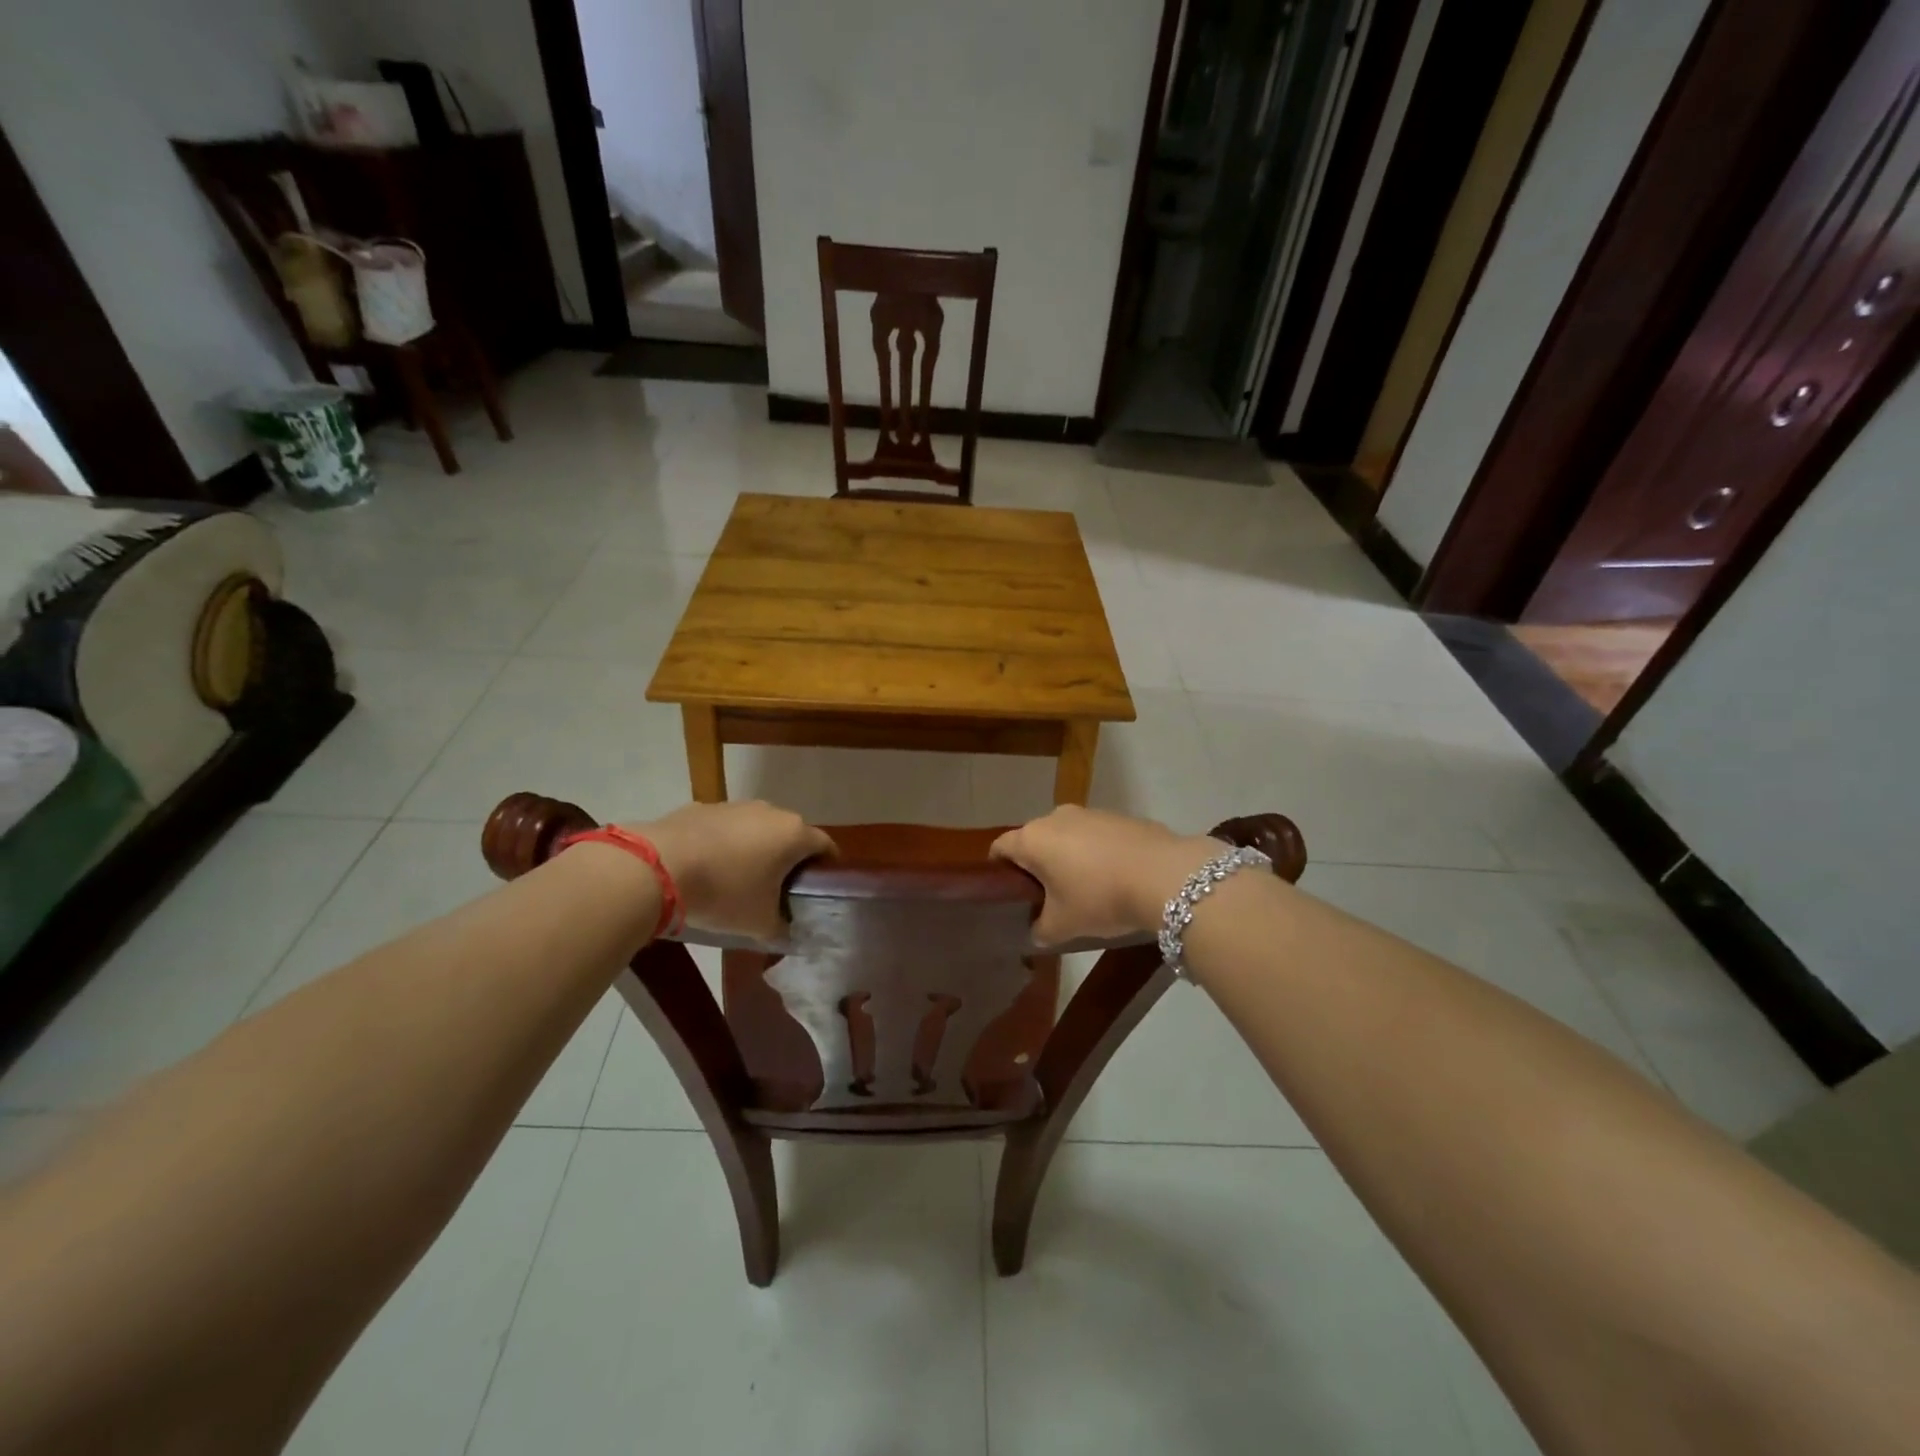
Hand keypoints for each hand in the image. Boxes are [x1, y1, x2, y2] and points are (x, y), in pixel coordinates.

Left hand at [625, 801, 834, 940]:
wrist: (659, 867)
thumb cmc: (724, 893)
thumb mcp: (759, 923)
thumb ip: (782, 929)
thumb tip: (789, 934)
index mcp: (794, 834)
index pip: (825, 846)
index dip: (826, 867)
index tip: (819, 888)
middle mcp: (771, 812)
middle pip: (791, 834)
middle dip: (789, 858)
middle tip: (780, 888)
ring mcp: (736, 805)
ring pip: (757, 827)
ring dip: (756, 848)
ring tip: (740, 878)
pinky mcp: (703, 807)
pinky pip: (725, 827)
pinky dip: (724, 843)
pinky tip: (708, 867)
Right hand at [991, 806, 1218, 945]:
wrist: (1163, 874)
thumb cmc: (1099, 897)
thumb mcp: (1063, 925)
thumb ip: (1041, 930)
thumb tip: (1036, 932)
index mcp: (1033, 839)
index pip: (1000, 847)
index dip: (998, 870)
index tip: (1006, 892)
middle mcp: (1055, 817)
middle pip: (1034, 840)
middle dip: (1037, 865)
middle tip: (1046, 897)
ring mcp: (1090, 813)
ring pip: (1067, 836)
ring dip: (1068, 857)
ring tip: (1084, 889)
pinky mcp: (1119, 816)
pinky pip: (1096, 836)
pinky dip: (1097, 853)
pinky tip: (1114, 877)